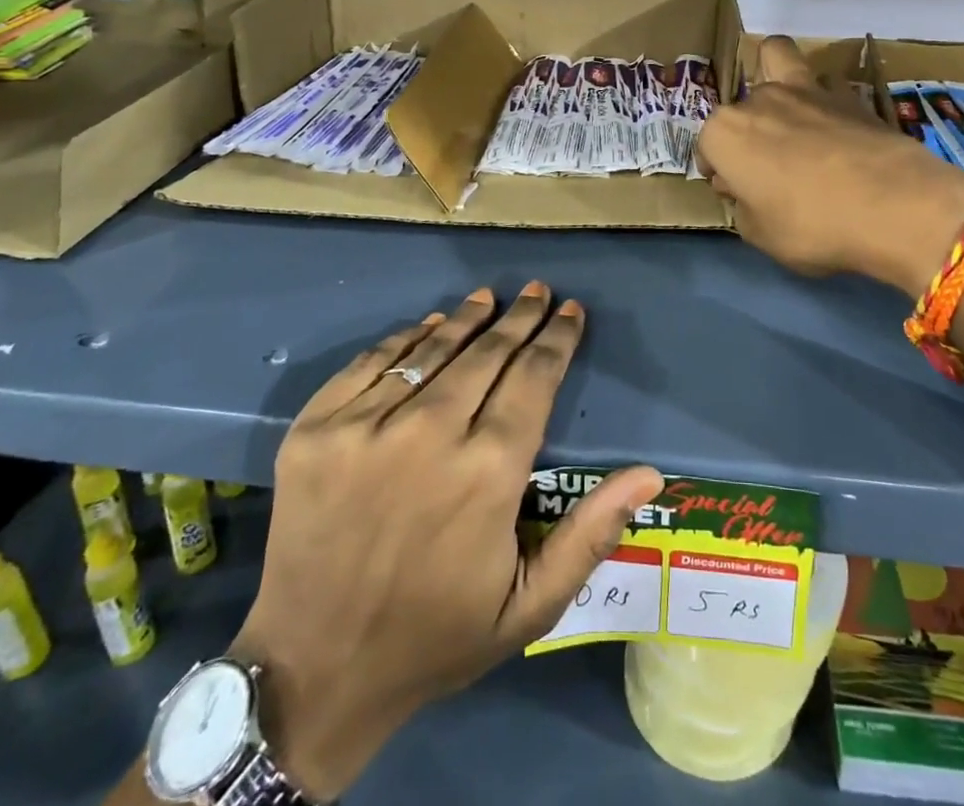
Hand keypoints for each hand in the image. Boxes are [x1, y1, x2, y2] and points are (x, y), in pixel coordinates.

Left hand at [230, 283, 662, 800]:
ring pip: (432, 349)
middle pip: (488, 353)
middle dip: (520, 318)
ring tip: (488, 297)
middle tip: (537, 291)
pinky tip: (427, 326)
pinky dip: (406, 339)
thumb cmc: (434, 638)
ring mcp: (364, 427)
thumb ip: (591, 534)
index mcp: (488, 472)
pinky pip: (371, 362)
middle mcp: (429, 434)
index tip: (572, 311)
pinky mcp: (316, 429)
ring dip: (467, 318)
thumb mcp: (528, 606)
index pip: (534, 378)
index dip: (557, 339)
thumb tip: (651, 473)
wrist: (312, 672)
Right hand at [697, 36, 963, 296]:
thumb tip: (749, 190)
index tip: (734, 192)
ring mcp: (804, 90)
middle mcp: (758, 100)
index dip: (718, 171)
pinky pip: (823, 84)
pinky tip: (835, 125)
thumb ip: (744, 206)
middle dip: (747, 134)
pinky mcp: (847, 93)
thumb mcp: (761, 235)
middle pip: (740, 110)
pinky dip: (822, 97)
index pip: (706, 148)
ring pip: (776, 57)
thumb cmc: (811, 225)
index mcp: (725, 133)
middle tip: (767, 166)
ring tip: (791, 115)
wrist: (894, 206)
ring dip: (775, 80)